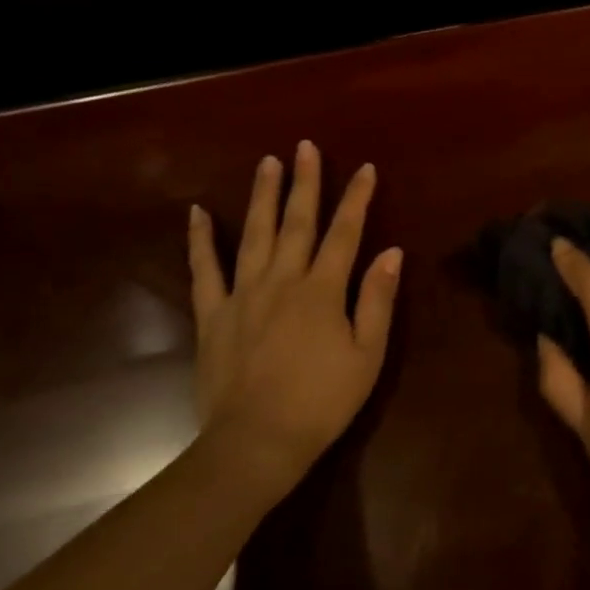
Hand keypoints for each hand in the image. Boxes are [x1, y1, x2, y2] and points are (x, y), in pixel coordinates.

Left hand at [187, 141, 401, 511]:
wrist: (256, 442)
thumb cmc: (322, 402)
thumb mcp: (367, 355)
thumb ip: (378, 299)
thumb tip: (392, 252)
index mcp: (323, 290)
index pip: (345, 232)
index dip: (356, 198)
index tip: (364, 168)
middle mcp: (283, 280)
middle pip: (297, 222)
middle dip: (305, 182)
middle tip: (304, 147)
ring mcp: (243, 294)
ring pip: (254, 234)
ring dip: (262, 196)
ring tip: (266, 162)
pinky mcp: (213, 314)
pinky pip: (204, 270)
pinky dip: (200, 240)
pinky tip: (197, 213)